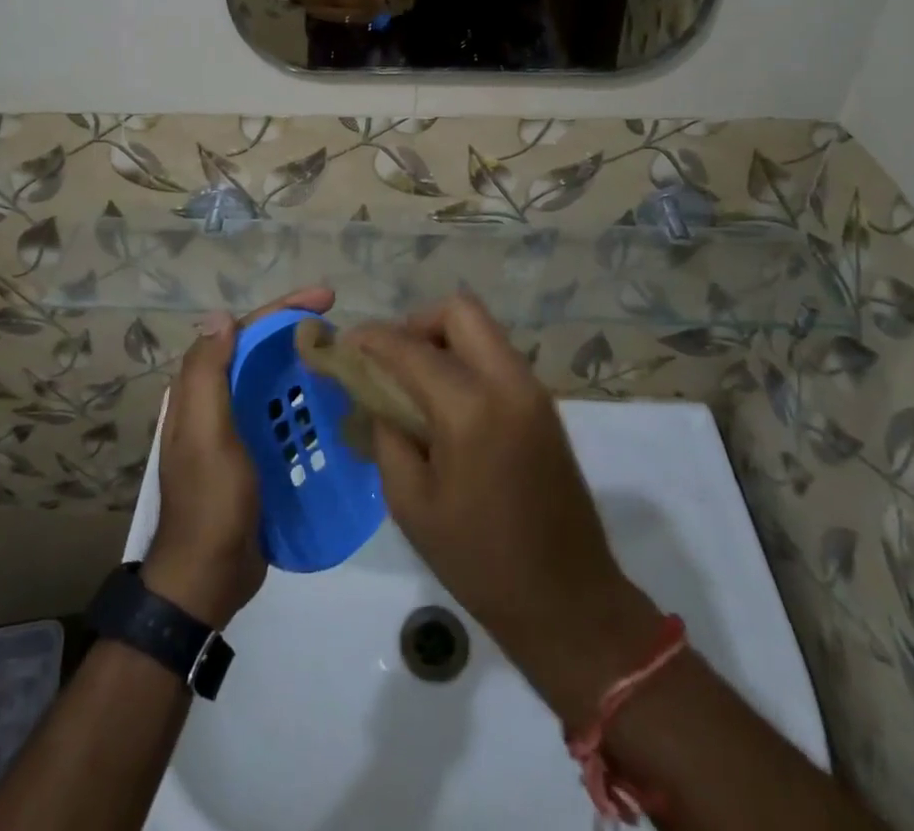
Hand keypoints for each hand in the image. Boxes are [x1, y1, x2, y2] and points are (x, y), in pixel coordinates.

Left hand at [143, 286, 334, 627]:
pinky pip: (282, 414)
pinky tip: (335, 404)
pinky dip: (306, 401)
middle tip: (341, 326)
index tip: (326, 298)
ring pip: (273, 380)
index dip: (283, 309)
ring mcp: (236, 428)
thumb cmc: (211, 501)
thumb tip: (220, 316)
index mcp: (200, 389)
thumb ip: (208, 374)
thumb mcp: (206, 434)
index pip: (243, 331)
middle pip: (260, 350)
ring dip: (304, 364)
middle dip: (297, 330)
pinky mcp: (255, 453)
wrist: (208, 577)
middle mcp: (216, 401)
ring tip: (345, 359)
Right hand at [351, 296, 661, 720]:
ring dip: (442, 340)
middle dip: (415, 324)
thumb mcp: (411, 502)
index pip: (409, 347)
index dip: (370, 339)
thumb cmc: (479, 560)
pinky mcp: (543, 404)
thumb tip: (373, 393)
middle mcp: (507, 381)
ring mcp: (532, 389)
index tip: (343, 347)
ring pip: (481, 329)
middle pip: (458, 310)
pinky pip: (495, 356)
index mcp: (470, 407)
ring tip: (413, 384)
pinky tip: (444, 403)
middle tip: (389, 362)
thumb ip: (386, 433)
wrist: (569, 602)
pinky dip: (465, 360)